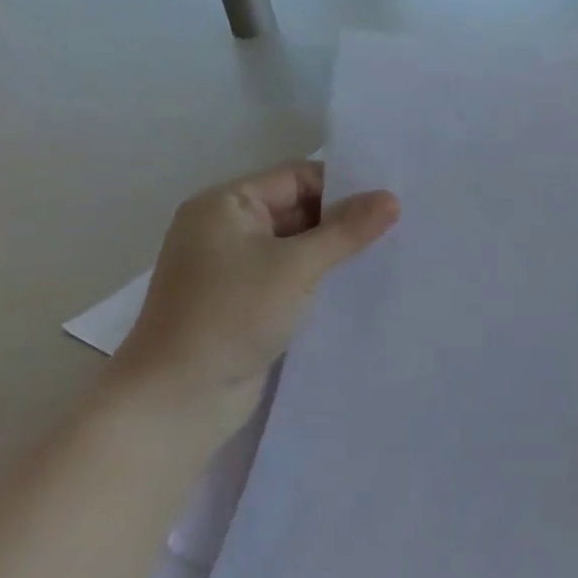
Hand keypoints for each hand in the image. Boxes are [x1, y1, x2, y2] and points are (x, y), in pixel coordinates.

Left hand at [108, 162, 398, 431]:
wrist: (178, 399)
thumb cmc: (232, 315)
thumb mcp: (298, 266)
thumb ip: (347, 230)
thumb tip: (392, 199)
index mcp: (225, 205)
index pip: (296, 177)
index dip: (343, 185)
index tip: (391, 199)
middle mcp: (226, 230)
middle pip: (298, 209)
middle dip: (344, 219)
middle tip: (399, 226)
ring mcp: (234, 269)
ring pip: (298, 246)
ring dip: (336, 251)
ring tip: (389, 253)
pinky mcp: (245, 303)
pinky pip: (292, 277)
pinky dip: (321, 278)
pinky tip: (359, 285)